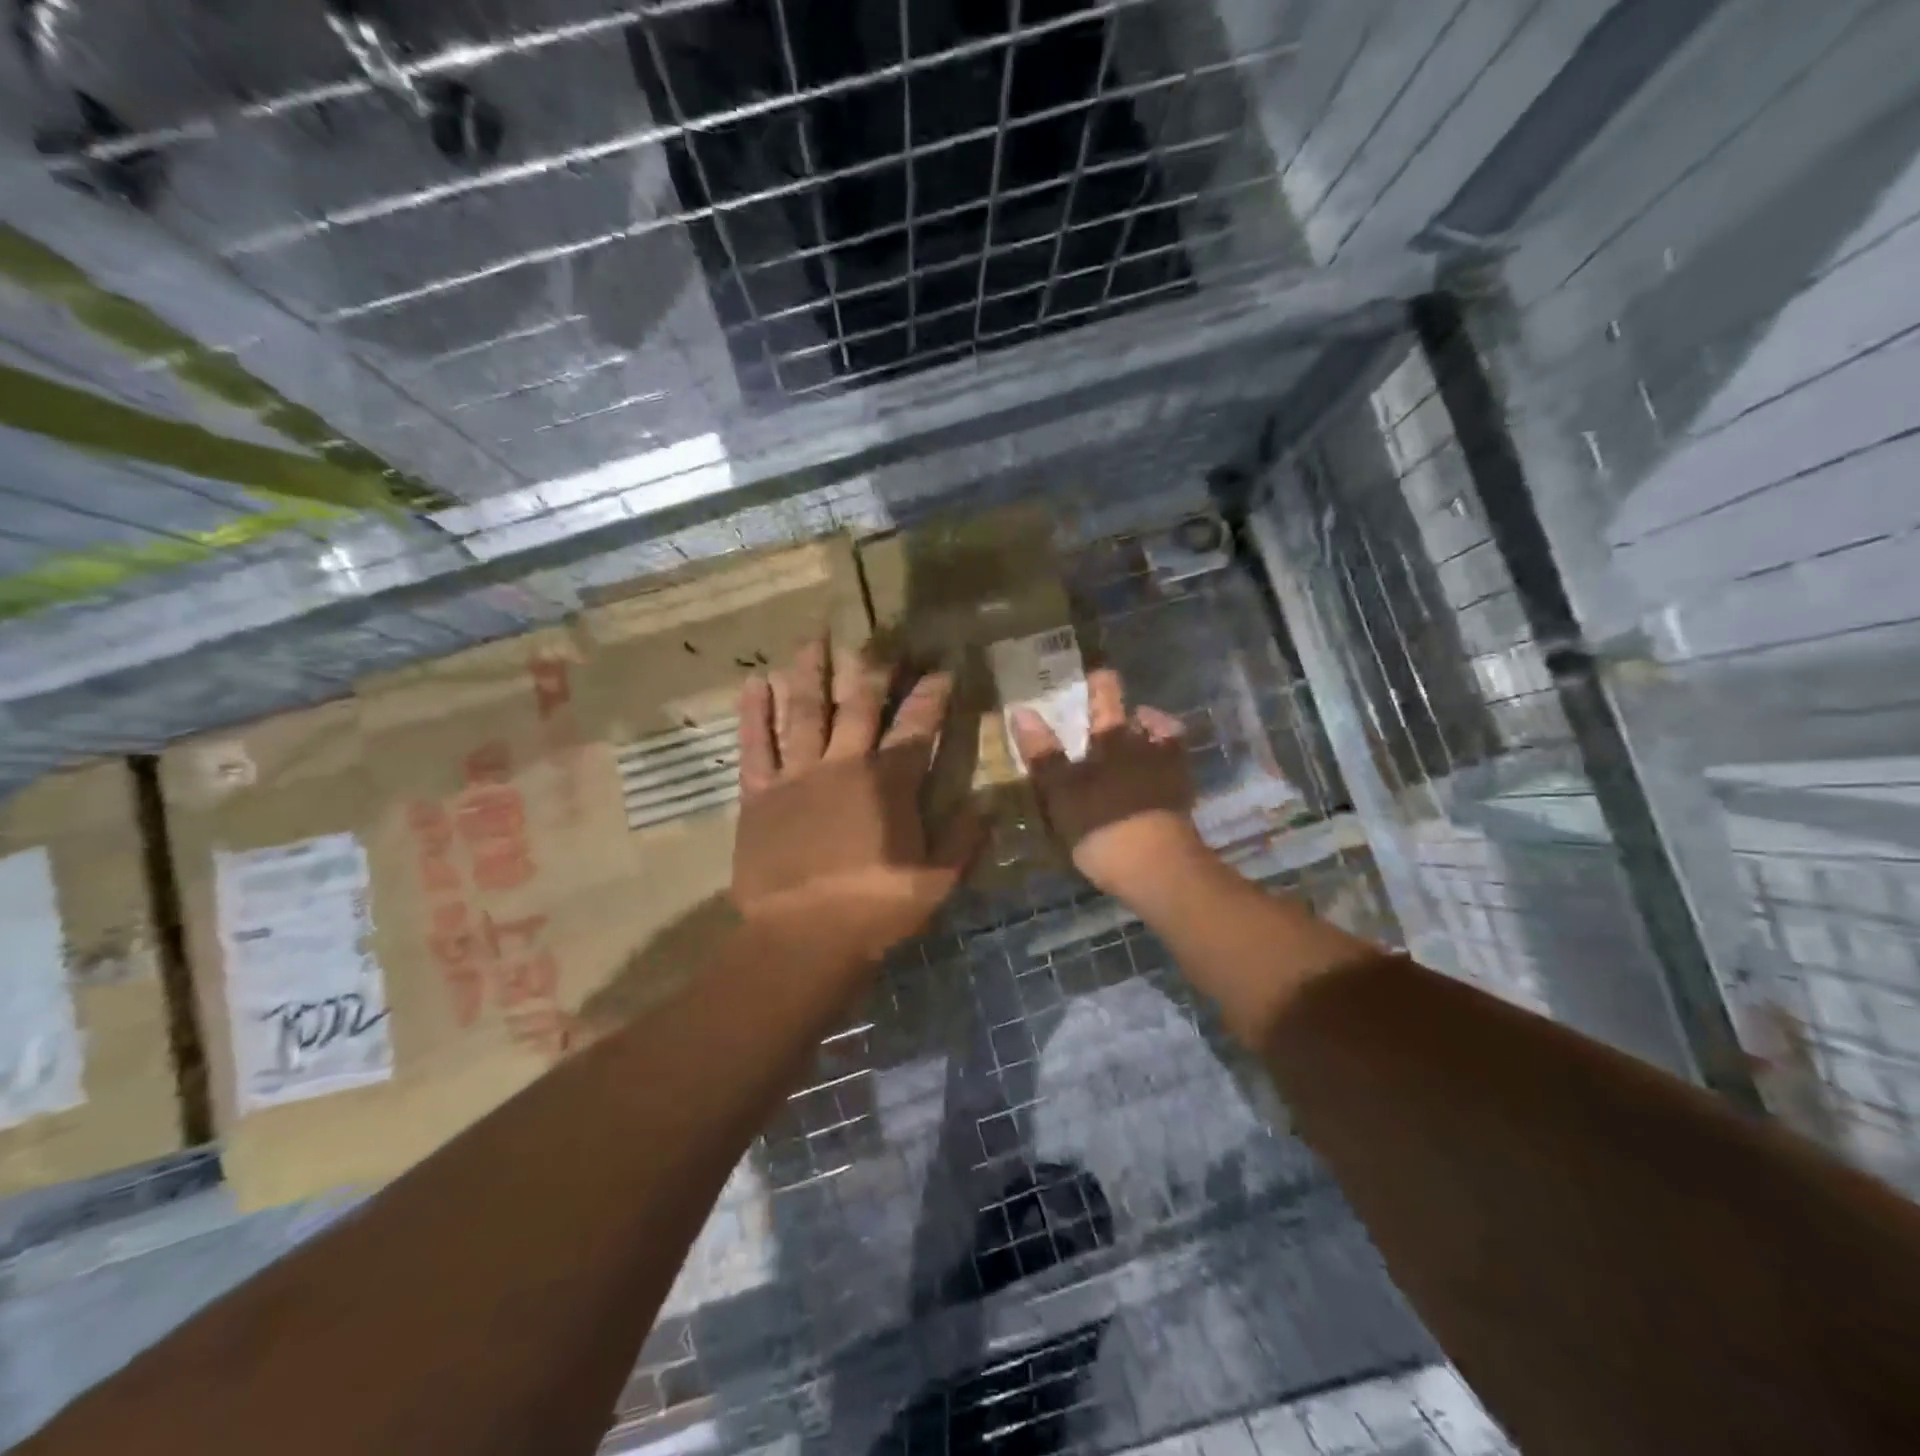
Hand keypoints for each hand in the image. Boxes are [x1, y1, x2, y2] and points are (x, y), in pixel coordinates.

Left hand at [733, 639, 982, 953]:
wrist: (803, 938)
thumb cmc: (875, 909)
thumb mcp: (936, 881)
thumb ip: (964, 839)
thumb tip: (990, 803)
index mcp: (889, 783)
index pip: (917, 726)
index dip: (931, 695)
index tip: (942, 670)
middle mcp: (844, 765)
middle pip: (858, 704)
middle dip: (871, 669)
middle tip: (876, 638)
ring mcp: (797, 775)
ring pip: (803, 711)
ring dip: (809, 672)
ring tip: (813, 639)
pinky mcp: (760, 794)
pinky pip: (756, 745)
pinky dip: (753, 714)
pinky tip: (753, 683)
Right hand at [1009, 668, 1205, 899]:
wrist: (1159, 870)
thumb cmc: (1103, 824)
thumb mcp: (1061, 790)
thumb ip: (1043, 753)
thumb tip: (1021, 711)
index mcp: (1114, 740)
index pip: (1106, 700)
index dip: (1101, 685)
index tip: (1096, 674)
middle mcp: (1146, 747)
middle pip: (1142, 719)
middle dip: (1132, 712)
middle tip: (1118, 711)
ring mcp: (1170, 774)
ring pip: (1164, 744)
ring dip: (1153, 737)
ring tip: (1140, 742)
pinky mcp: (1182, 802)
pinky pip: (1172, 774)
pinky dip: (1163, 769)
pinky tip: (1151, 781)